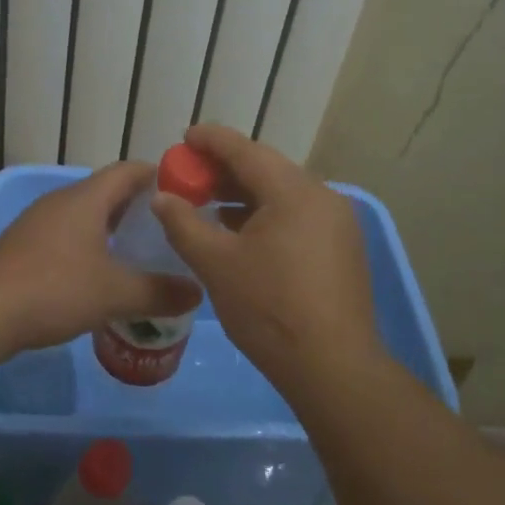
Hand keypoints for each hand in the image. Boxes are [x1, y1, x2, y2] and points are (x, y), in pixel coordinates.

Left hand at [0, 162, 200, 352]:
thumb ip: (159, 291)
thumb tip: (197, 291)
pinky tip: (96, 273)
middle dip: (137, 206)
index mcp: (86, 198)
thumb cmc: (55, 289)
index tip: (184, 193)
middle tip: (166, 228)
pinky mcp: (23, 245)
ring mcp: (37, 222)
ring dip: (111, 227)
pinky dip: (88, 244)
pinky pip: (66, 233)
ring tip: (136, 251)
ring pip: (84, 214)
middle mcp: (61, 200)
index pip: (128, 170)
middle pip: (106, 191)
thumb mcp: (115, 294)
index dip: (157, 176)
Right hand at [151, 125, 379, 384]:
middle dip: (225, 168)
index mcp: (294, 192)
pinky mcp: (342, 248)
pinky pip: (297, 215)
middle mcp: (322, 196)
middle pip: (266, 169)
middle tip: (191, 173)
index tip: (185, 137)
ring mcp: (337, 223)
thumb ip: (184, 224)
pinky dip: (266, 214)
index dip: (211, 140)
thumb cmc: (269, 309)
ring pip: (282, 194)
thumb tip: (162, 198)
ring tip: (210, 202)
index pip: (246, 151)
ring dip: (245, 193)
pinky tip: (242, 232)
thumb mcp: (216, 264)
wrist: (333, 368)